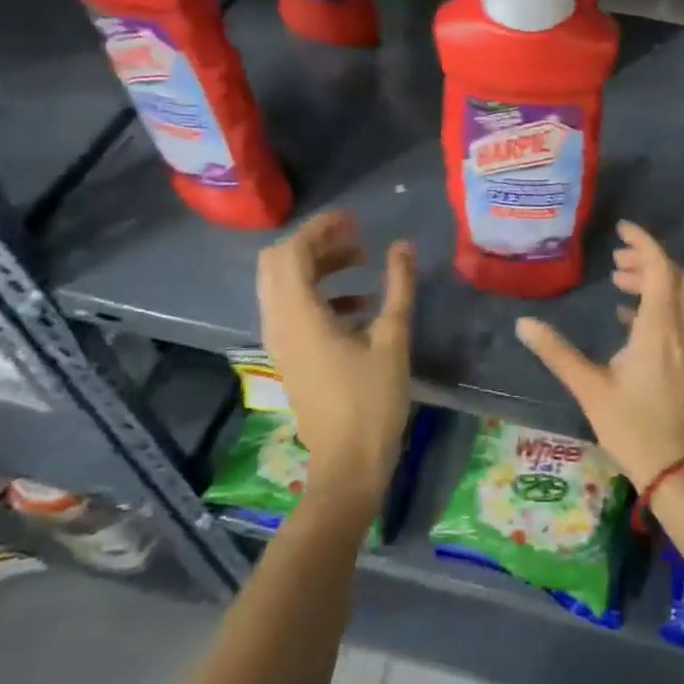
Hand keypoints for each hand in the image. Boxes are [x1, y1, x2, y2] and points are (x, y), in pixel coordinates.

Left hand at [256, 210, 415, 506]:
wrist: (348, 465)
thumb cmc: (372, 401)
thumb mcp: (393, 338)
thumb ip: (398, 287)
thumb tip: (403, 246)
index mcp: (299, 315)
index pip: (292, 252)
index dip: (320, 228)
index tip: (354, 219)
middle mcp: (279, 322)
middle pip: (279, 263)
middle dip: (316, 243)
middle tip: (355, 237)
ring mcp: (280, 341)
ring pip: (284, 285)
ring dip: (318, 266)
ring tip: (361, 262)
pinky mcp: (290, 355)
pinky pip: (293, 308)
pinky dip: (319, 292)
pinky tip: (359, 302)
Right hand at [514, 221, 683, 488]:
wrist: (680, 471)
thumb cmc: (634, 427)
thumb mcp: (590, 388)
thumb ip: (557, 352)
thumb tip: (524, 323)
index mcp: (658, 326)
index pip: (659, 266)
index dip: (643, 241)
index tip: (621, 228)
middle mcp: (681, 328)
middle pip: (672, 276)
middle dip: (646, 259)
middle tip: (615, 258)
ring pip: (677, 296)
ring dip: (652, 281)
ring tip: (618, 281)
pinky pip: (678, 316)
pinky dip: (657, 304)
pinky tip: (629, 318)